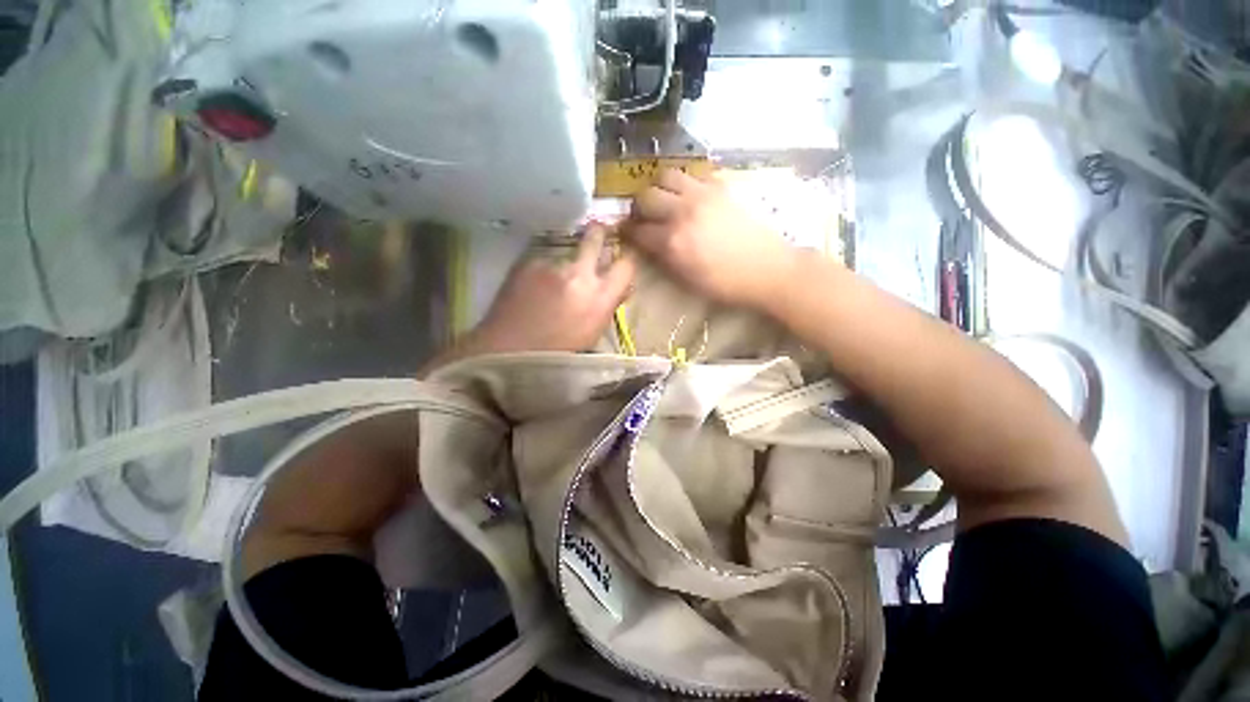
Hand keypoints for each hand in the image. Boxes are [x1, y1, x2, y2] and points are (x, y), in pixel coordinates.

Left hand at [471, 223, 635, 353]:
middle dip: (599, 232)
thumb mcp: (593, 333)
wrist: (510, 349)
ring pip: (566, 252)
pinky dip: (544, 270)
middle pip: (595, 237)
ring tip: (553, 281)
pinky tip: (534, 286)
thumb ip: (609, 305)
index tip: (621, 261)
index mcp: (599, 297)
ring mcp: (551, 264)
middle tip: (598, 233)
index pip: (626, 265)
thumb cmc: (558, 351)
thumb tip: (621, 288)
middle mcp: (579, 274)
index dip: (626, 261)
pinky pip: (544, 260)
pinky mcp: (528, 262)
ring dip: (566, 261)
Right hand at [622, 169, 797, 310]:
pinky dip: (685, 183)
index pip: (637, 230)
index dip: (627, 232)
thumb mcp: (688, 281)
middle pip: (645, 197)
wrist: (768, 268)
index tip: (626, 232)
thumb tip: (649, 244)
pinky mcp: (721, 186)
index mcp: (673, 242)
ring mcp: (702, 194)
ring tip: (665, 200)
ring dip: (659, 188)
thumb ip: (664, 259)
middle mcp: (682, 212)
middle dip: (638, 207)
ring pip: (667, 176)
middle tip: (644, 216)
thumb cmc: (726, 284)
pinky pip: (694, 174)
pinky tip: (691, 196)